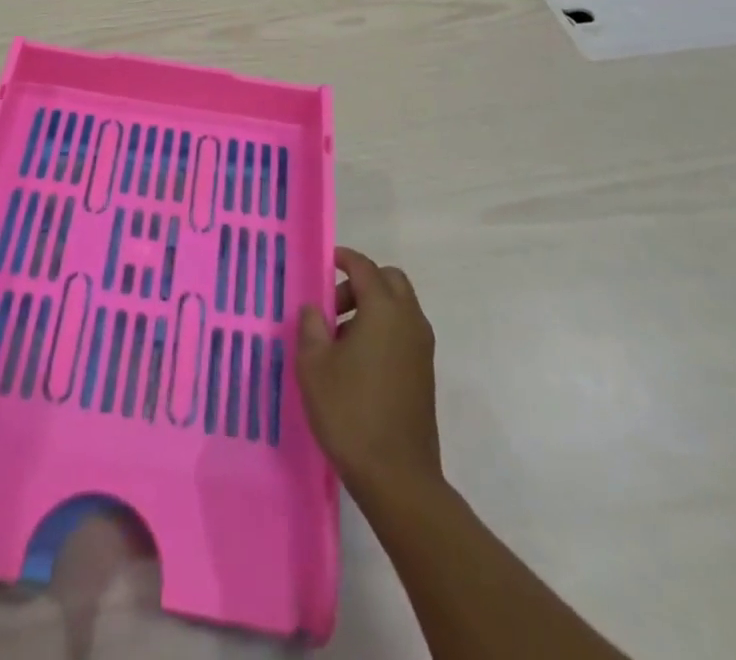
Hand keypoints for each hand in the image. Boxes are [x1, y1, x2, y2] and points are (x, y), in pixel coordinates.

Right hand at [296, 246, 440, 496]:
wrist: (397, 478)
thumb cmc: (350, 413)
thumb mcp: (313, 366)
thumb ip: (310, 327)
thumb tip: (315, 309)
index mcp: (384, 310)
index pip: (364, 267)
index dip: (343, 259)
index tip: (323, 263)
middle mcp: (409, 321)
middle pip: (389, 281)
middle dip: (361, 282)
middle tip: (332, 306)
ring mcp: (421, 348)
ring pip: (399, 307)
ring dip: (371, 307)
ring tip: (339, 338)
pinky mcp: (424, 373)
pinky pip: (403, 332)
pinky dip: (382, 329)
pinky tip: (357, 361)